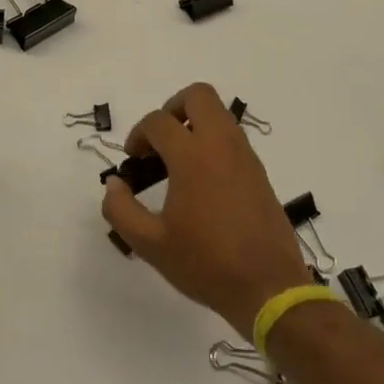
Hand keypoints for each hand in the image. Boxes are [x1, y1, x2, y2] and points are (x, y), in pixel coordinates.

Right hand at [101, 82, 311, 335]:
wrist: (268, 288)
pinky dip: (212, 143)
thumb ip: (120, 210)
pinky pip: (232, 138)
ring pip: (219, 114)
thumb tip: (114, 184)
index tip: (133, 160)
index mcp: (193, 157)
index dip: (138, 135)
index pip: (158, 122)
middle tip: (159, 141)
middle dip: (172, 108)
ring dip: (194, 125)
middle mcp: (222, 145)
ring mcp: (245, 157)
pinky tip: (201, 181)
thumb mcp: (150, 244)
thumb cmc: (206, 263)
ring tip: (177, 162)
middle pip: (198, 96)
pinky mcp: (259, 173)